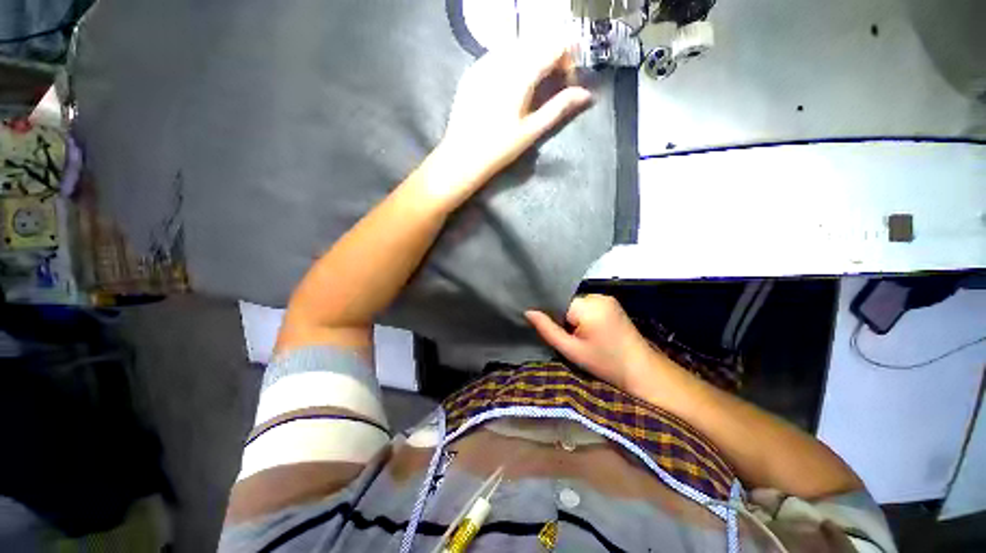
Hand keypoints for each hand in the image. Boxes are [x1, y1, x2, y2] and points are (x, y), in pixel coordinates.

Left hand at [437, 39, 592, 193]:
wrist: (463, 157)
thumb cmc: (500, 149)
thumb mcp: (532, 130)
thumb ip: (559, 107)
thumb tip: (586, 94)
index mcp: (521, 74)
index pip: (554, 46)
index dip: (566, 59)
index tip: (566, 81)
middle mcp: (502, 60)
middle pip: (536, 40)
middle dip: (549, 55)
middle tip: (551, 82)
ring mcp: (483, 63)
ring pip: (516, 44)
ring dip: (531, 56)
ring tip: (531, 83)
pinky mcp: (472, 70)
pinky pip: (497, 53)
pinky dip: (511, 60)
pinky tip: (509, 82)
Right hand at [525, 295, 657, 391]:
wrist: (642, 370)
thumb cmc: (605, 363)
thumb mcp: (571, 350)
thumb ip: (548, 330)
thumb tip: (528, 312)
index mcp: (588, 306)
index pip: (558, 303)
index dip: (551, 316)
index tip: (551, 330)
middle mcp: (598, 296)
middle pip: (567, 302)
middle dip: (563, 318)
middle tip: (567, 337)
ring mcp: (607, 298)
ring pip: (576, 303)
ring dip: (573, 317)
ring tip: (579, 335)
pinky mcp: (612, 303)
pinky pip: (587, 305)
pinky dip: (583, 315)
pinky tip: (589, 331)